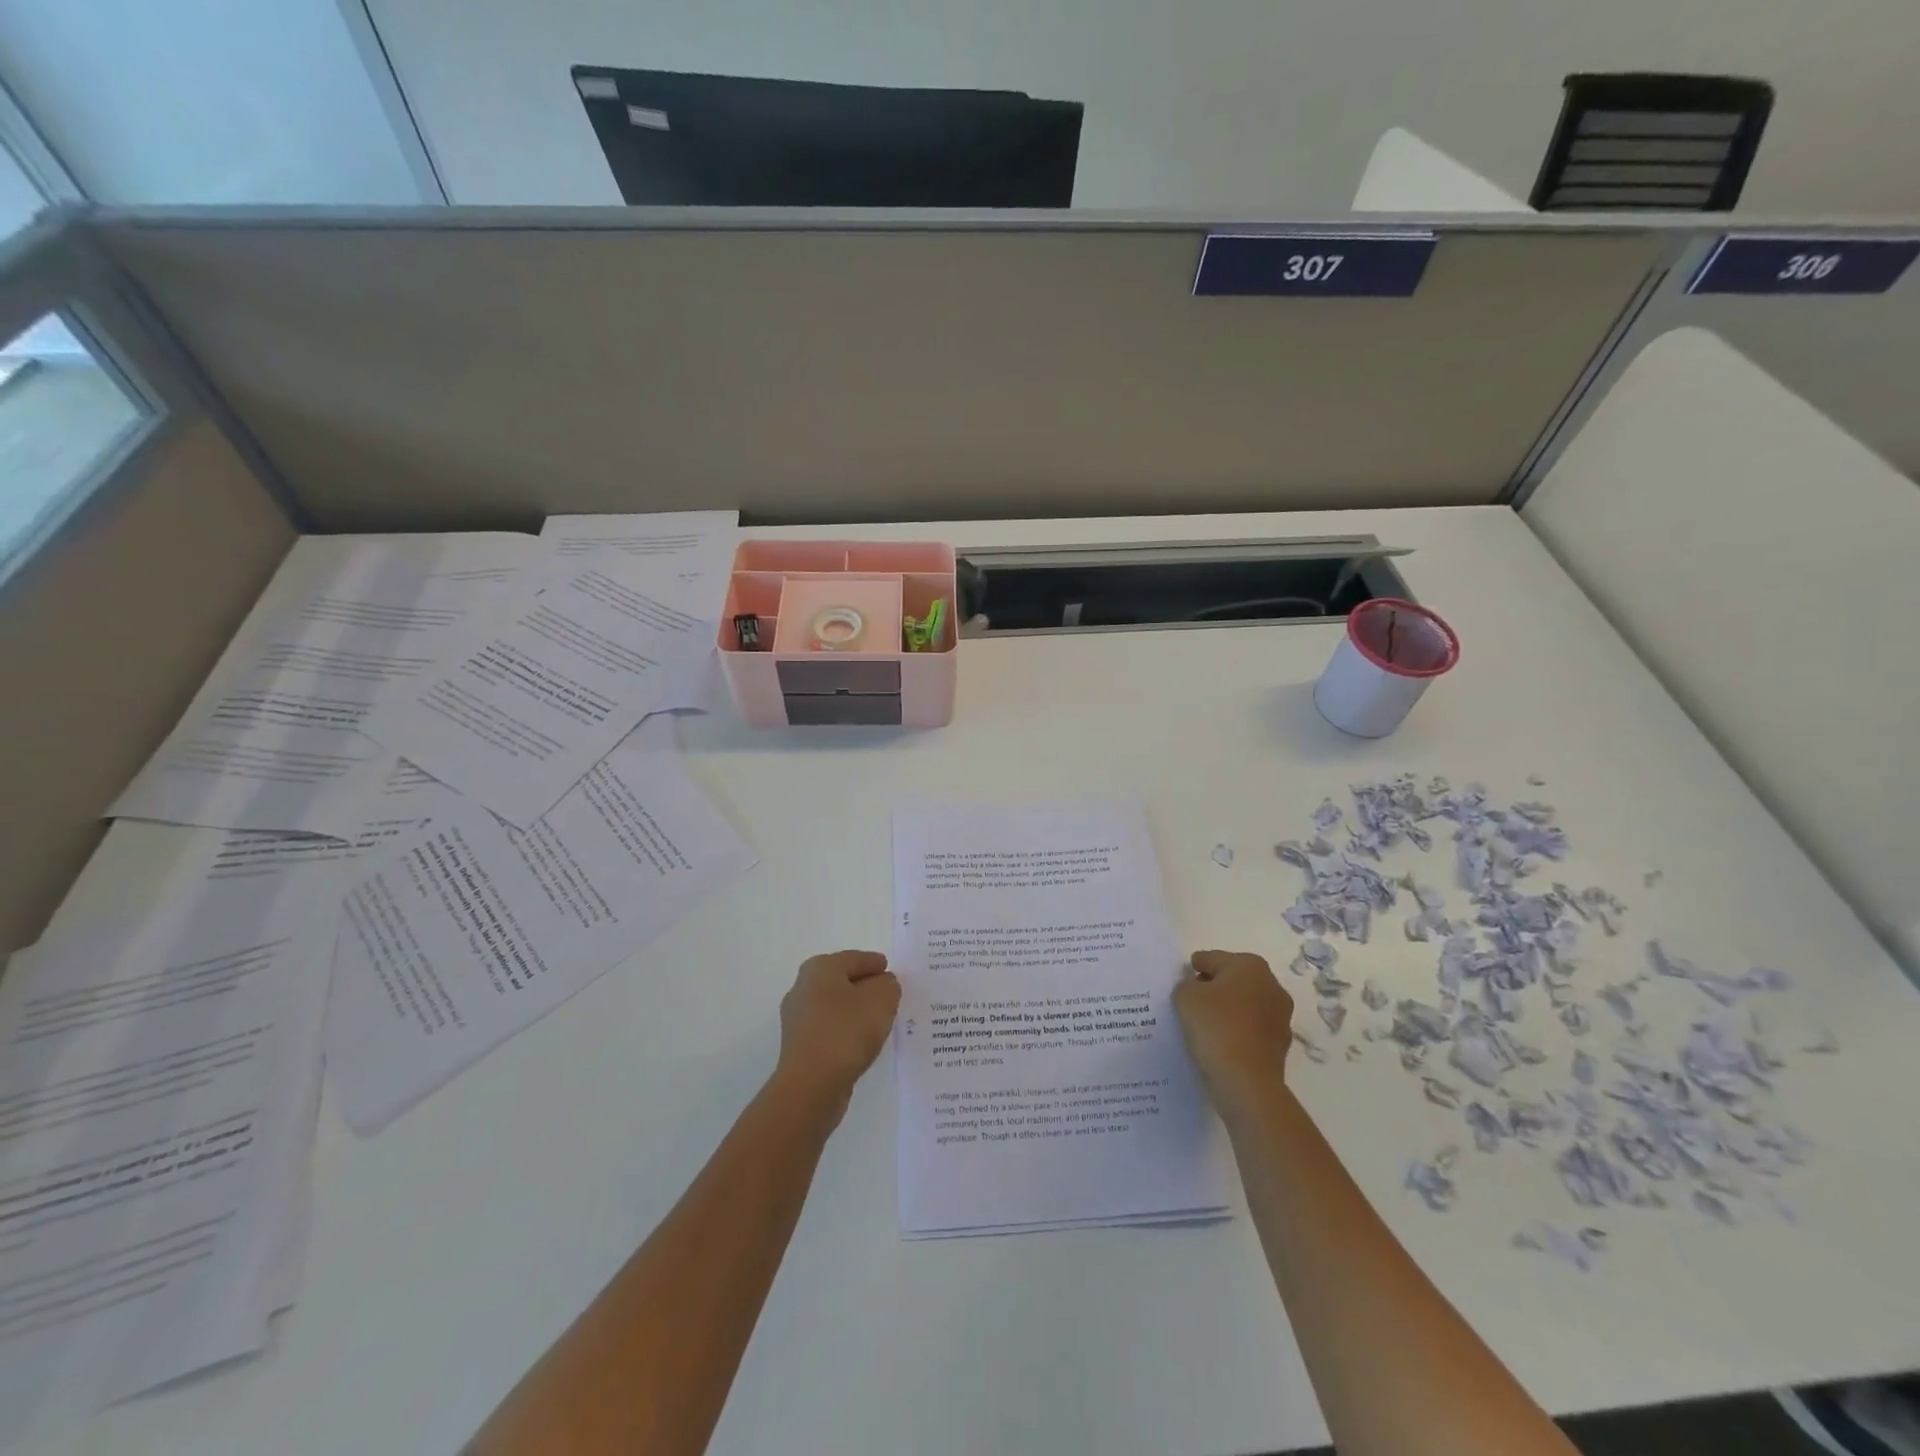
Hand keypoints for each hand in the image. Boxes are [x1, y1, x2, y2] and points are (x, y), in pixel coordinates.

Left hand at [774, 950, 900, 1115]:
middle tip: (888, 993)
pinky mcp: (799, 1046)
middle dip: (864, 986)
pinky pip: (830, 1029)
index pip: (854, 958)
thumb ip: (888, 985)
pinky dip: (846, 1030)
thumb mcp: (881, 999)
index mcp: (820, 968)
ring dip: (855, 1010)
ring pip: (835, 1006)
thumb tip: (882, 984)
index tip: (889, 969)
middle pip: (841, 980)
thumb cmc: (846, 1031)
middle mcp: (803, 988)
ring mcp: (798, 1019)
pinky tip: (861, 1042)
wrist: (810, 1086)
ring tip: (878, 1019)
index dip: (874, 963)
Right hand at [1173, 950, 1292, 1113]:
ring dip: (1227, 1010)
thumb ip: (1186, 983)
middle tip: (1190, 1000)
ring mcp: (1280, 1016)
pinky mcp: (1280, 1044)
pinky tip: (1218, 1042)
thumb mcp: (1185, 996)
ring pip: (1244, 1005)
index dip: (1194, 968)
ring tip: (1202, 1024)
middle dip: (1213, 987)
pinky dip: (1236, 1031)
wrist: (1246, 1081)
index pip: (1213, 958)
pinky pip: (1250, 1029)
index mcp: (1250, 965)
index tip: (1181, 980)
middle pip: (1233, 979)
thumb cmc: (1215, 1026)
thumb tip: (1195, 987)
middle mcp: (1272, 985)